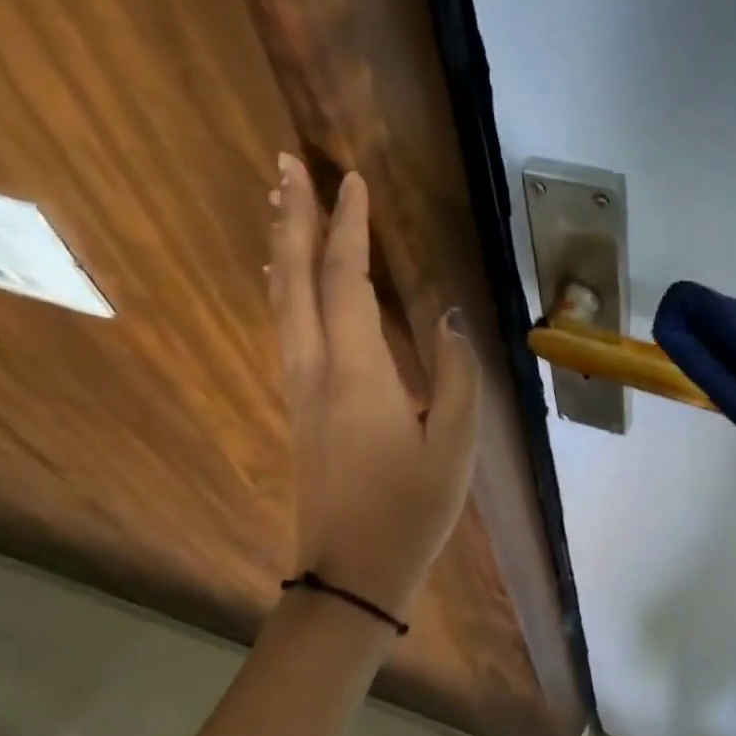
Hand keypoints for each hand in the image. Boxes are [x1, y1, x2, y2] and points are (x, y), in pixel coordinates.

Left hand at [269, 153, 480, 618]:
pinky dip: (282, 287)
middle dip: (291, 217)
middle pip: (295, 279)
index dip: (349, 226)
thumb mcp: (454, 445)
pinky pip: (284, 328)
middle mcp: (315, 369)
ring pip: (280, 302)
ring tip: (278, 204)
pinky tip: (282, 277)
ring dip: (280, 246)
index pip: (346, 280)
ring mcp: (299, 388)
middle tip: (284, 163)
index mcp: (357, 373)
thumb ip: (456, 374)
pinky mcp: (299, 406)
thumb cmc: (411, 509)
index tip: (352, 179)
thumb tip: (448, 317)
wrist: (351, 572)